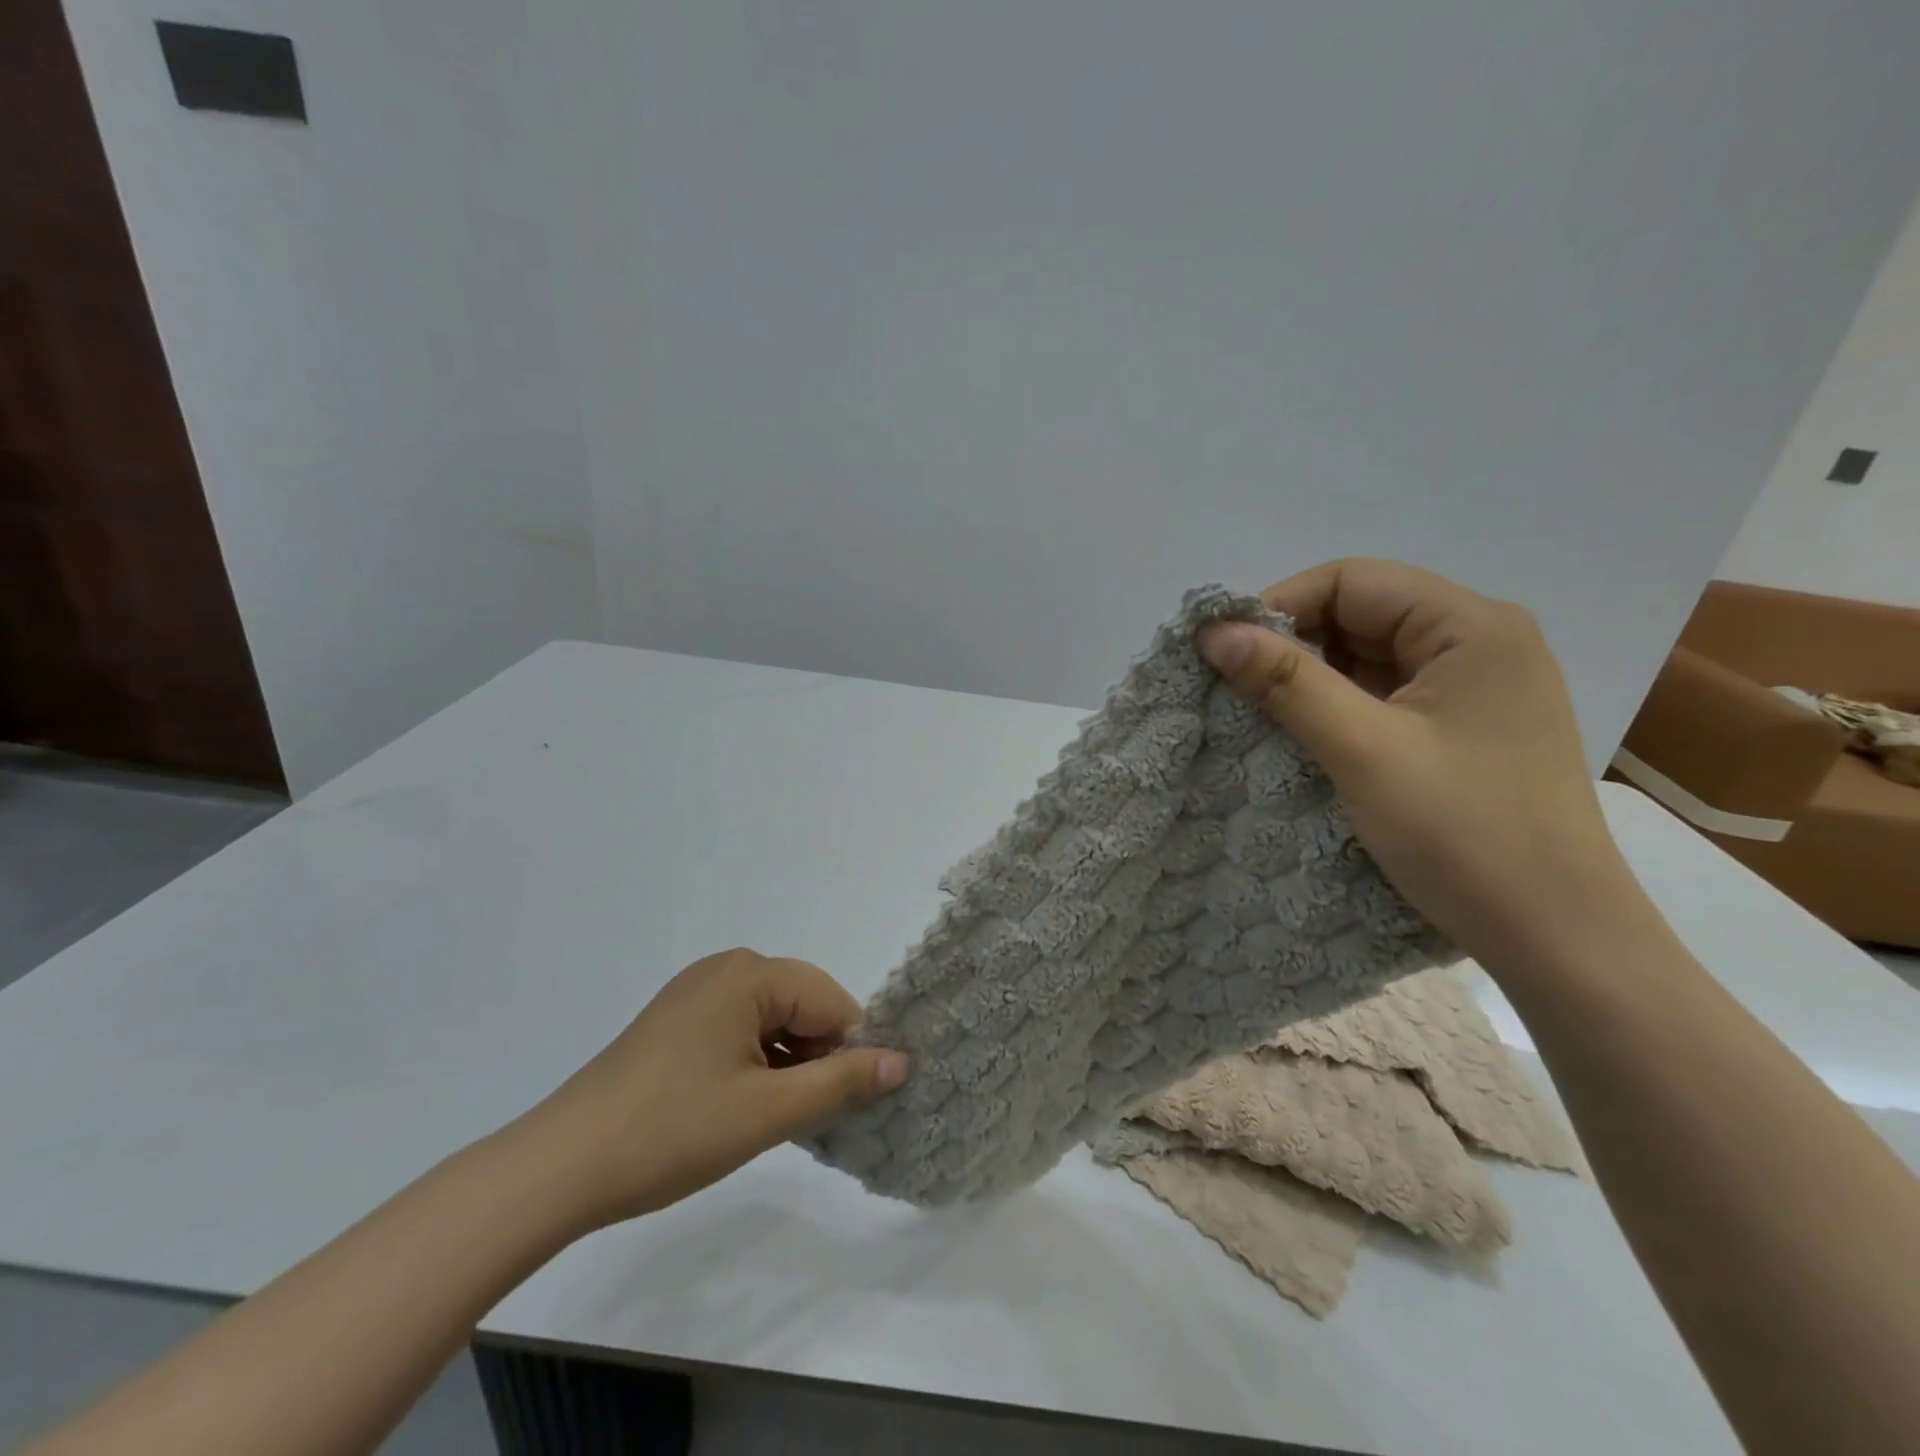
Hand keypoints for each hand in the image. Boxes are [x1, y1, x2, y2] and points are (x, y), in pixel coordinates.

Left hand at [518, 949, 908, 1230]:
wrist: (559, 1167)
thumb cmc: (671, 1131)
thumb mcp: (768, 1111)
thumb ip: (842, 1082)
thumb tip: (904, 1060)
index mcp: (751, 973)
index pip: (832, 1001)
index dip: (850, 1050)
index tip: (850, 1104)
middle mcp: (727, 967)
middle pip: (803, 1005)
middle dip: (818, 1056)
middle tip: (809, 1118)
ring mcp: (697, 991)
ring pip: (773, 1019)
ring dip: (788, 1063)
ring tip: (775, 1118)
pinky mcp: (678, 1019)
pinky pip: (741, 1028)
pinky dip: (757, 1062)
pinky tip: (743, 1106)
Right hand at [1197, 559, 1647, 975]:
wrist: (1557, 937)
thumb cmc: (1464, 834)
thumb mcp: (1363, 750)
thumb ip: (1287, 682)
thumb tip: (1213, 631)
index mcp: (1472, 626)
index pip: (1353, 581)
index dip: (1279, 606)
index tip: (1224, 652)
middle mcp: (1480, 641)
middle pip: (1362, 613)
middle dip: (1293, 644)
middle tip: (1235, 688)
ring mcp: (1476, 686)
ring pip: (1369, 656)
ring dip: (1311, 679)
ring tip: (1260, 714)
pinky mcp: (1464, 726)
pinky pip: (1385, 694)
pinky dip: (1338, 707)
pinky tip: (1305, 736)